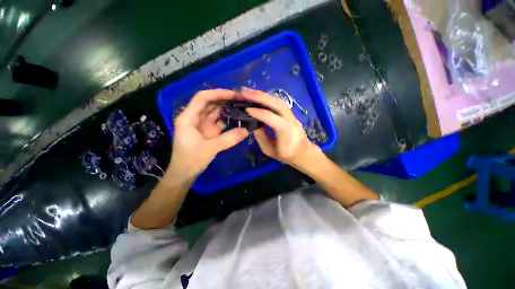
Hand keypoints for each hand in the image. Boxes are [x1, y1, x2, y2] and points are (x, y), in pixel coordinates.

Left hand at [169, 89, 248, 178]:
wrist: (184, 174)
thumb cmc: (190, 160)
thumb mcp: (209, 149)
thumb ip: (229, 139)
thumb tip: (247, 130)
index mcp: (189, 118)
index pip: (203, 98)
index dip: (218, 93)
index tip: (234, 95)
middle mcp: (195, 118)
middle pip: (210, 103)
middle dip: (225, 99)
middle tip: (242, 100)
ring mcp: (202, 125)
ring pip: (215, 111)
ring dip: (227, 108)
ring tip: (242, 106)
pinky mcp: (208, 131)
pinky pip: (219, 122)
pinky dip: (228, 119)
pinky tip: (237, 118)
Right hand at [243, 88, 321, 169]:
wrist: (304, 153)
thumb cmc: (286, 155)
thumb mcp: (269, 150)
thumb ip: (261, 137)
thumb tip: (252, 124)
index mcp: (286, 133)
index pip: (272, 119)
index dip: (259, 113)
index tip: (246, 109)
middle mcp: (291, 121)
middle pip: (277, 104)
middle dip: (260, 97)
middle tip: (244, 92)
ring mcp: (293, 116)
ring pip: (279, 101)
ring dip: (264, 95)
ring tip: (249, 92)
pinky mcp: (291, 114)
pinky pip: (280, 103)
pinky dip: (268, 98)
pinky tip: (259, 97)